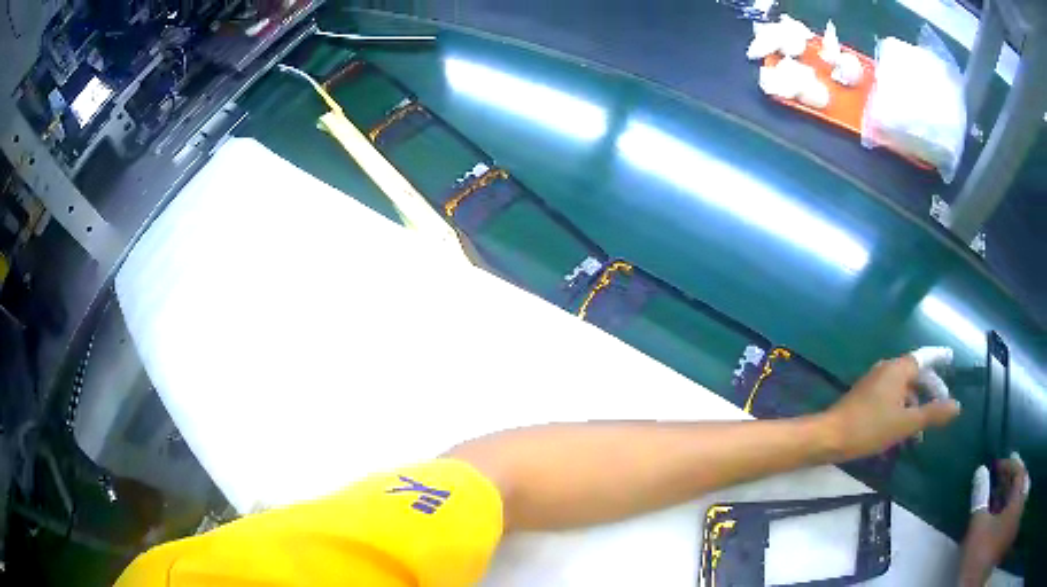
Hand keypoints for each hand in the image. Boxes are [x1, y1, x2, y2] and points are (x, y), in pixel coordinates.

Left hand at [821, 350, 960, 460]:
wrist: (829, 436)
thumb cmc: (870, 427)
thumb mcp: (906, 423)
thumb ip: (932, 413)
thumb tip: (957, 406)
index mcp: (898, 368)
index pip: (925, 358)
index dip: (939, 358)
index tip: (951, 358)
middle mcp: (887, 368)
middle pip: (915, 374)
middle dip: (930, 390)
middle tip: (942, 407)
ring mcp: (875, 381)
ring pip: (903, 389)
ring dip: (915, 406)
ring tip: (921, 432)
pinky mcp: (865, 396)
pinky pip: (891, 398)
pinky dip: (901, 410)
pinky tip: (903, 432)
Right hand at [960, 454, 1029, 585]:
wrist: (975, 583)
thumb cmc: (981, 556)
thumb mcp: (978, 532)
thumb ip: (980, 501)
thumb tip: (981, 472)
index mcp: (1017, 495)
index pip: (1017, 470)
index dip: (1007, 465)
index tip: (995, 464)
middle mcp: (1018, 501)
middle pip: (1019, 482)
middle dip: (1010, 479)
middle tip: (1000, 478)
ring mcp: (1012, 518)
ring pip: (1016, 498)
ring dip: (1008, 495)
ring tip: (999, 497)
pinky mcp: (1004, 534)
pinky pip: (1011, 512)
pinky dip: (1007, 510)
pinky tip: (999, 516)